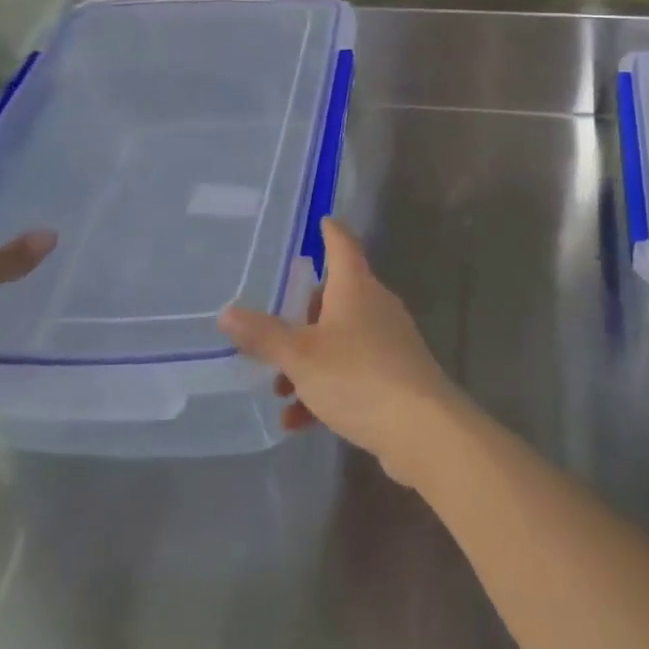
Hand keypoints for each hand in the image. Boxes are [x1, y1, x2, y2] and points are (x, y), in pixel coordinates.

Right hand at [219, 219, 461, 486]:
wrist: (421, 428)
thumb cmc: (357, 376)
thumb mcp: (299, 357)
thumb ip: (263, 335)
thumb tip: (227, 312)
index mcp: (356, 287)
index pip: (343, 245)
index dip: (330, 231)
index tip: (322, 220)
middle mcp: (376, 305)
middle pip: (336, 296)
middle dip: (302, 317)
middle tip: (274, 334)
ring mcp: (389, 340)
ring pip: (340, 340)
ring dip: (308, 362)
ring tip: (280, 392)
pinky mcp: (396, 374)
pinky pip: (353, 372)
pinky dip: (326, 389)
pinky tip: (300, 421)